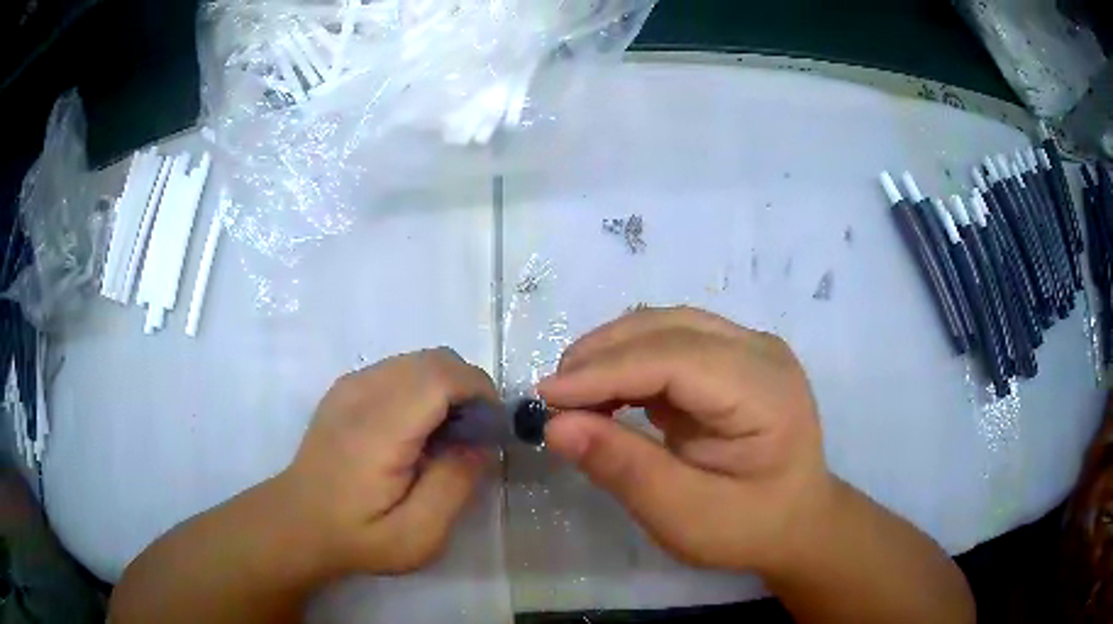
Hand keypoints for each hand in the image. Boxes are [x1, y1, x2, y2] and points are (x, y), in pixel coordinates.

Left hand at [278, 347, 496, 575]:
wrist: (298, 521)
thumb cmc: (358, 535)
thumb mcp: (418, 534)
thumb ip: (454, 485)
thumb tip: (482, 444)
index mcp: (377, 429)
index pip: (440, 377)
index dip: (479, 392)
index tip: (492, 431)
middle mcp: (362, 393)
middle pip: (435, 359)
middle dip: (469, 389)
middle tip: (474, 437)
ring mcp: (350, 384)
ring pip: (420, 360)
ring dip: (448, 388)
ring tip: (446, 436)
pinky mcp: (347, 387)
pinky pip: (401, 368)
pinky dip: (425, 387)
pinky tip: (418, 429)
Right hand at [538, 307, 833, 573]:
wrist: (795, 520)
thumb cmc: (750, 527)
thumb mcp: (686, 517)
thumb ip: (625, 470)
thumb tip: (556, 426)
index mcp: (766, 391)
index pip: (676, 359)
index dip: (606, 372)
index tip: (545, 398)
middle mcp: (760, 351)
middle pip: (668, 328)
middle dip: (602, 357)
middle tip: (553, 400)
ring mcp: (748, 347)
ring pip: (664, 326)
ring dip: (610, 354)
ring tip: (572, 396)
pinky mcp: (731, 356)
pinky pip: (669, 342)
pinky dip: (628, 363)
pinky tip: (604, 394)